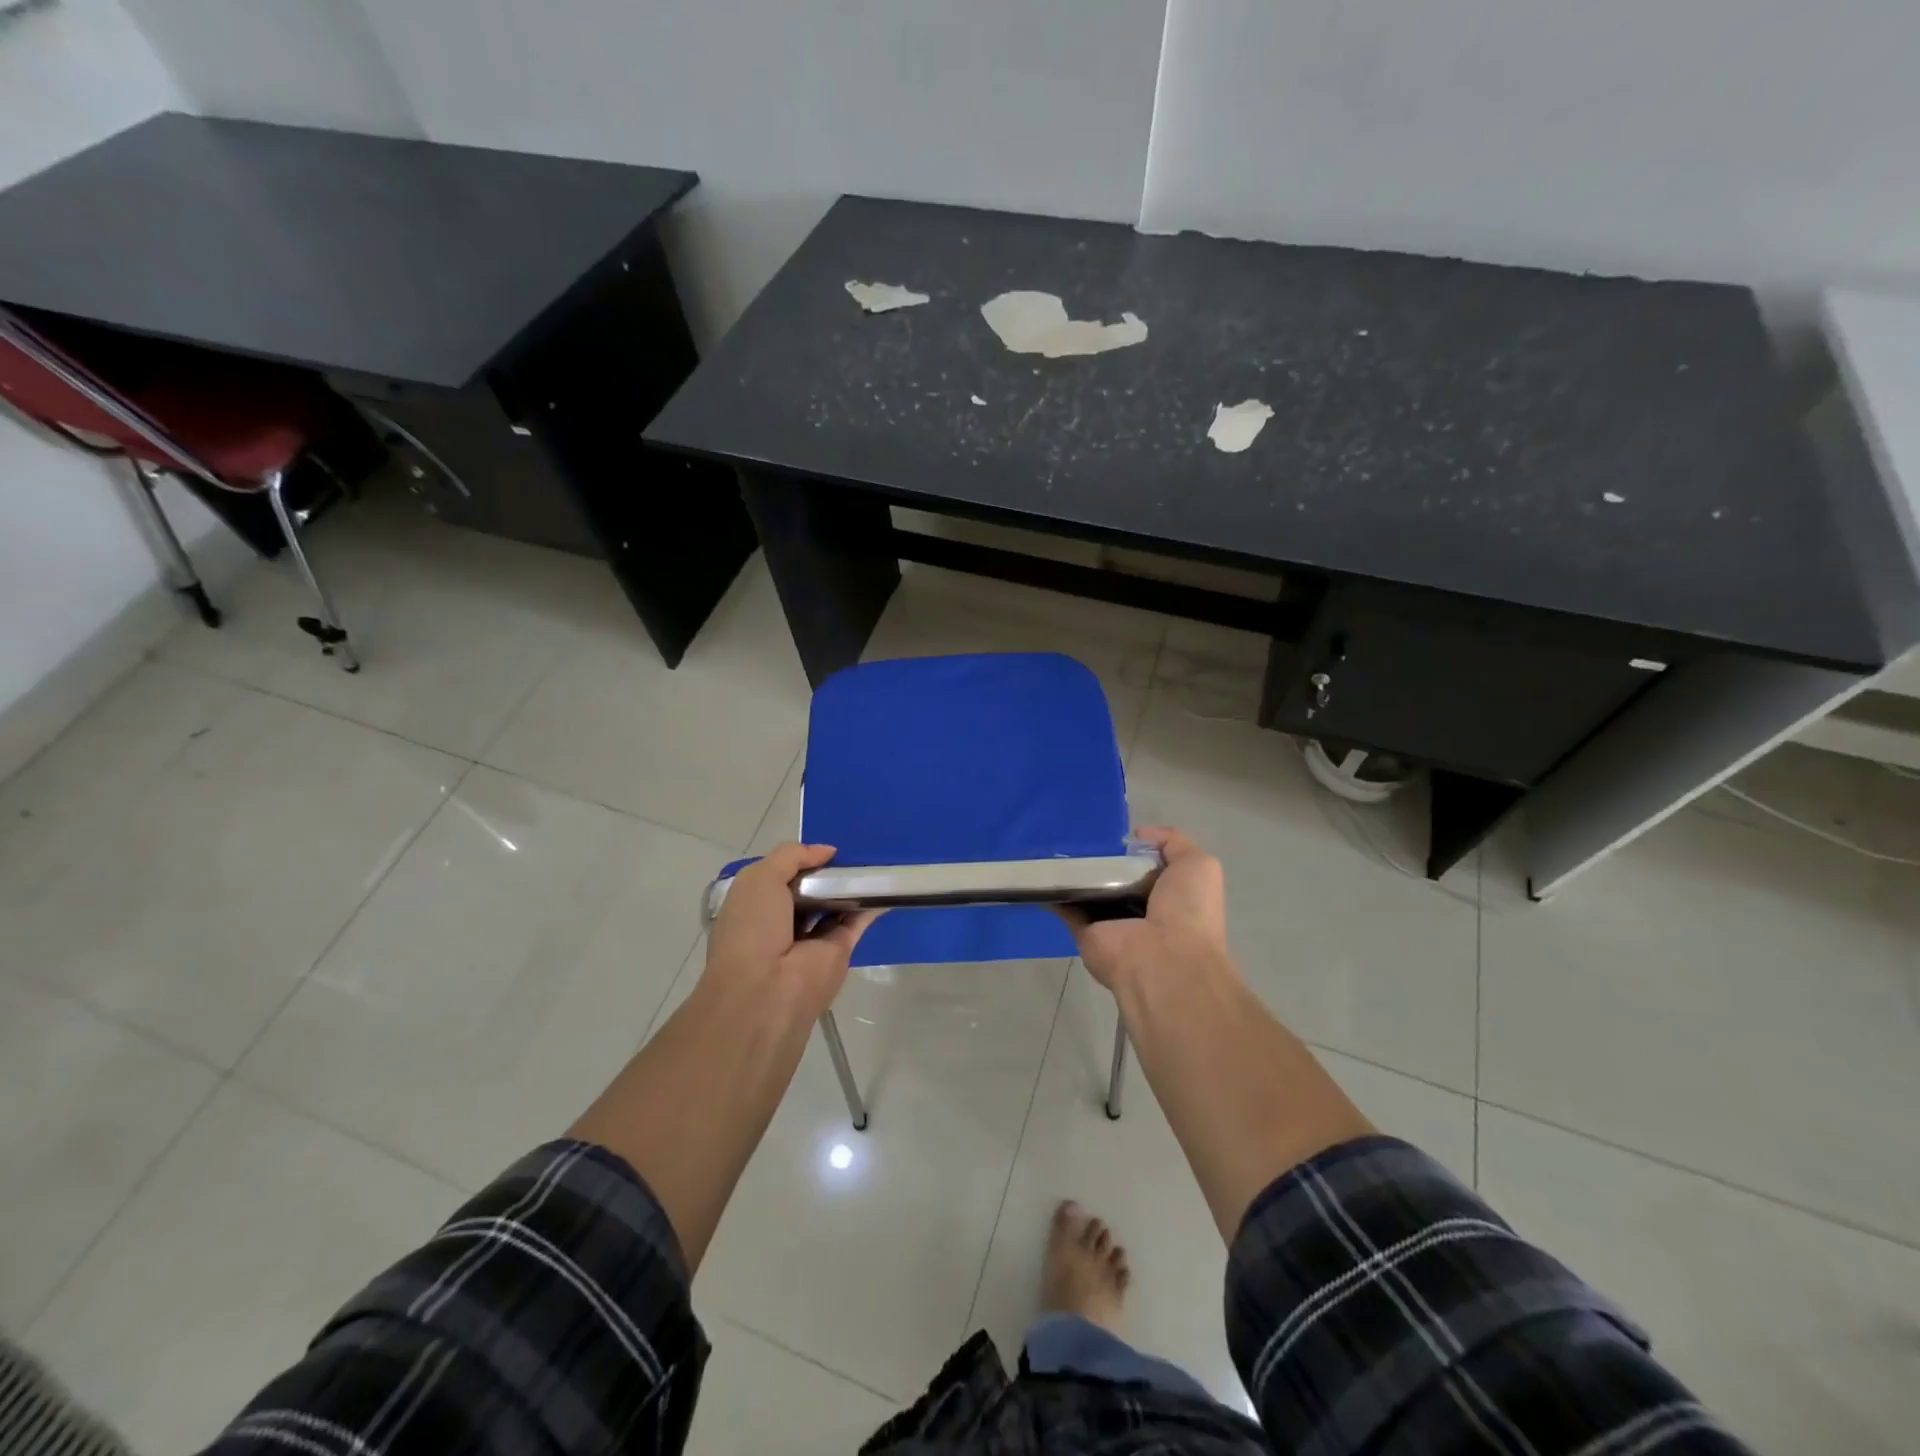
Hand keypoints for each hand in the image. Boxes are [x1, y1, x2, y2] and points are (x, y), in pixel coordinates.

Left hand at [705, 843, 878, 1017]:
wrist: (768, 989)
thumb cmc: (753, 928)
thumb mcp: (759, 879)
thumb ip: (791, 856)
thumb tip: (827, 852)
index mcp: (755, 907)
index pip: (779, 877)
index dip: (799, 862)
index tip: (821, 850)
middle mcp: (782, 923)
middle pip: (810, 890)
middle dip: (826, 873)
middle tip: (850, 852)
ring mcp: (812, 938)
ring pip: (835, 905)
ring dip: (850, 887)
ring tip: (872, 861)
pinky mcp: (839, 951)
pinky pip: (856, 921)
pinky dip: (871, 905)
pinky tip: (885, 886)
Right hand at [1061, 827, 1230, 991]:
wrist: (1163, 961)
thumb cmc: (1188, 912)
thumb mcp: (1198, 865)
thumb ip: (1173, 843)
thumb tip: (1138, 834)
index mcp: (1170, 897)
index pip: (1148, 868)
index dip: (1135, 850)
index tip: (1116, 836)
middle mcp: (1140, 911)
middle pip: (1115, 878)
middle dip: (1101, 858)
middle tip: (1083, 837)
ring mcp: (1111, 923)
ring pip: (1088, 891)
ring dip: (1074, 872)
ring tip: (1057, 845)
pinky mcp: (1084, 932)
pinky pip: (1065, 907)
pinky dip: (1052, 891)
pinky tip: (1042, 869)